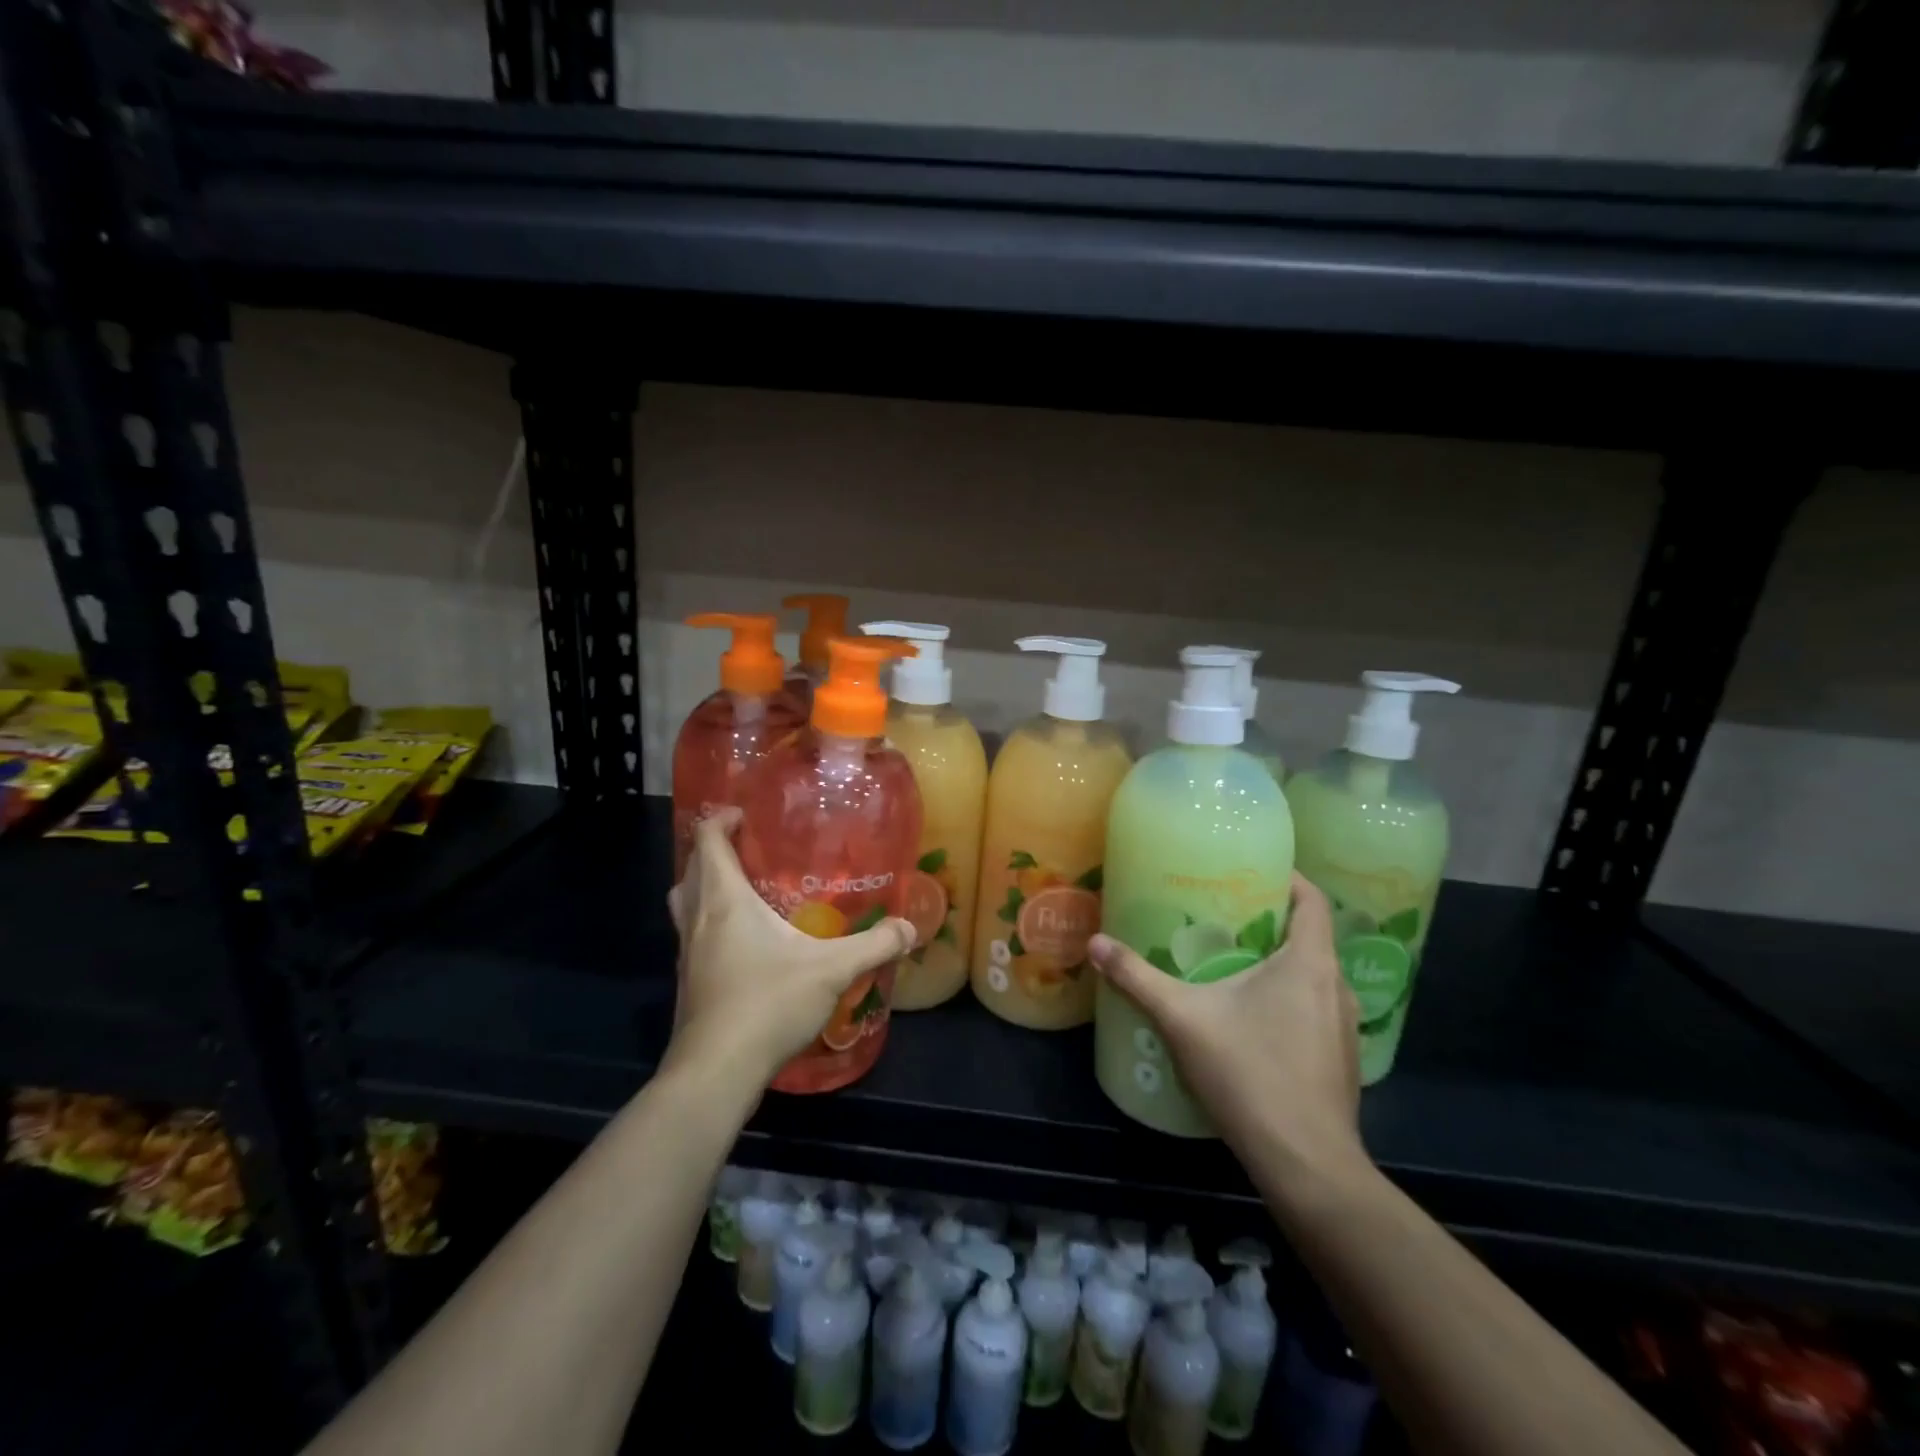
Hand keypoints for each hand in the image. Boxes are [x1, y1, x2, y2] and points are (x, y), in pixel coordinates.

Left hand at [666, 809, 914, 1093]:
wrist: (716, 1072)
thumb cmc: (768, 1004)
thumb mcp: (831, 970)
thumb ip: (873, 946)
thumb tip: (909, 928)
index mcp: (724, 901)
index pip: (708, 842)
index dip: (720, 820)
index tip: (745, 815)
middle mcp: (698, 921)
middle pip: (691, 871)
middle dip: (713, 853)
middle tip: (750, 851)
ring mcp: (687, 955)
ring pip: (685, 906)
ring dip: (705, 889)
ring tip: (745, 892)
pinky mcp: (688, 984)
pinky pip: (693, 937)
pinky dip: (710, 926)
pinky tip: (745, 947)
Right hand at [1088, 874, 1366, 1181]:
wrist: (1305, 1164)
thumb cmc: (1249, 1074)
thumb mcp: (1182, 1018)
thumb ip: (1137, 978)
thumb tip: (1095, 943)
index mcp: (1309, 963)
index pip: (1314, 900)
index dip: (1289, 878)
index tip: (1252, 870)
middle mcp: (1336, 987)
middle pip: (1311, 936)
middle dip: (1271, 921)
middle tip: (1225, 915)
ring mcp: (1344, 1028)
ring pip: (1314, 976)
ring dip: (1281, 963)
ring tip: (1233, 962)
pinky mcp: (1341, 1061)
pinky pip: (1316, 1009)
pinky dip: (1289, 999)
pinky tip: (1253, 1018)